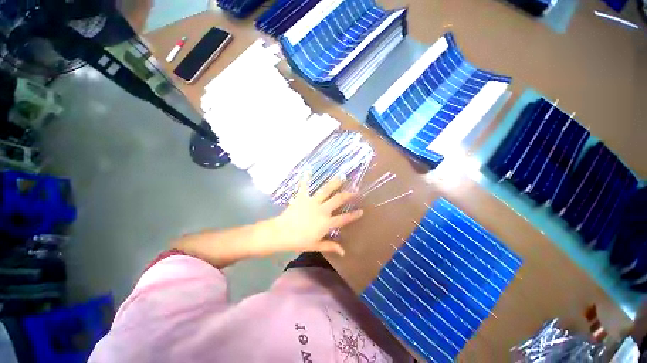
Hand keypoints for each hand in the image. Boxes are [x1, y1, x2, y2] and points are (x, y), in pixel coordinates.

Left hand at [267, 176, 363, 255]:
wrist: (281, 233)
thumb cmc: (299, 241)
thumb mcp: (316, 245)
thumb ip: (330, 246)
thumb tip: (343, 252)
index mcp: (326, 223)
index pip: (344, 218)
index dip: (354, 215)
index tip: (361, 211)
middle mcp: (322, 210)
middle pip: (338, 200)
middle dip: (348, 195)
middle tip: (355, 191)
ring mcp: (312, 202)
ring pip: (326, 190)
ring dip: (334, 183)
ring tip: (341, 177)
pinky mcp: (302, 197)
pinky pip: (305, 186)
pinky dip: (306, 178)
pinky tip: (308, 170)